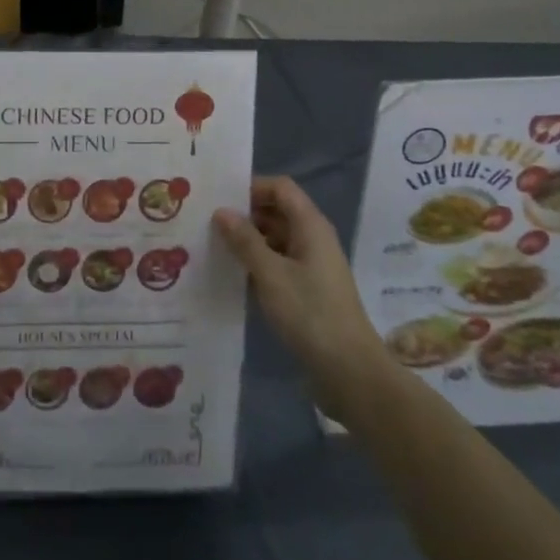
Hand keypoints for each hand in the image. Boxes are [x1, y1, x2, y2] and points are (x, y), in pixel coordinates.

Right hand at [215, 176, 384, 414]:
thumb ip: (245, 240)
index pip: (280, 188)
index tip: (220, 199)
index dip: (251, 187)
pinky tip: (234, 274)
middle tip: (208, 223)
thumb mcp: (270, 274)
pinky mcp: (309, 289)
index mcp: (311, 225)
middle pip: (278, 210)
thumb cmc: (310, 313)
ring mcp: (313, 265)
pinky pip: (280, 262)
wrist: (351, 372)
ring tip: (214, 247)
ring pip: (277, 238)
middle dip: (246, 214)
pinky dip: (259, 262)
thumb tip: (222, 211)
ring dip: (249, 240)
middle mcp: (314, 238)